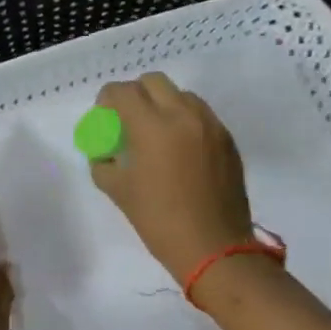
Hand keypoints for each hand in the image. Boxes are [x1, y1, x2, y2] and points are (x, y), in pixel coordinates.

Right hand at [89, 73, 254, 281]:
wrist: (214, 247)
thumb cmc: (159, 221)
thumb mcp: (119, 192)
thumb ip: (103, 164)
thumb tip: (103, 153)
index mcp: (152, 126)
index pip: (123, 92)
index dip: (107, 98)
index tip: (103, 114)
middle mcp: (183, 115)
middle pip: (154, 82)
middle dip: (135, 94)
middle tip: (127, 118)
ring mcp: (210, 125)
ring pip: (181, 95)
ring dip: (162, 104)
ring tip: (155, 132)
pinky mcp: (227, 139)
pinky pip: (201, 115)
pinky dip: (184, 120)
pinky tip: (179, 149)